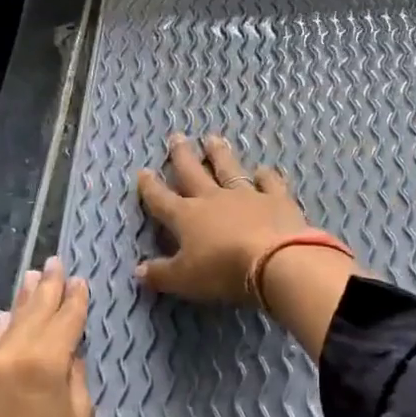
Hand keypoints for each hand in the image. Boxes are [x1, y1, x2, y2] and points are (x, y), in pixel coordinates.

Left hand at [0, 257, 92, 416]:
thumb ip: (75, 376)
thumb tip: (69, 352)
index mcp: (45, 363)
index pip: (65, 320)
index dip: (76, 300)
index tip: (82, 281)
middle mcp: (12, 357)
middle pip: (34, 314)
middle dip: (48, 288)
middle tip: (56, 262)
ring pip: (8, 325)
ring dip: (23, 301)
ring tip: (34, 277)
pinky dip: (0, 328)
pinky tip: (5, 316)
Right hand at [134, 133, 315, 304]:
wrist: (275, 261)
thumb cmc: (223, 271)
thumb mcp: (184, 280)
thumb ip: (160, 274)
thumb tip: (138, 271)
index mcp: (187, 217)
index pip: (162, 200)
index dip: (150, 187)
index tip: (142, 171)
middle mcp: (214, 199)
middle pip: (193, 172)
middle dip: (182, 156)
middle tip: (177, 136)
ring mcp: (247, 195)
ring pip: (229, 169)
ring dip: (219, 154)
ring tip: (213, 139)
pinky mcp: (277, 199)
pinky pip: (269, 182)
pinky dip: (266, 175)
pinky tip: (263, 170)